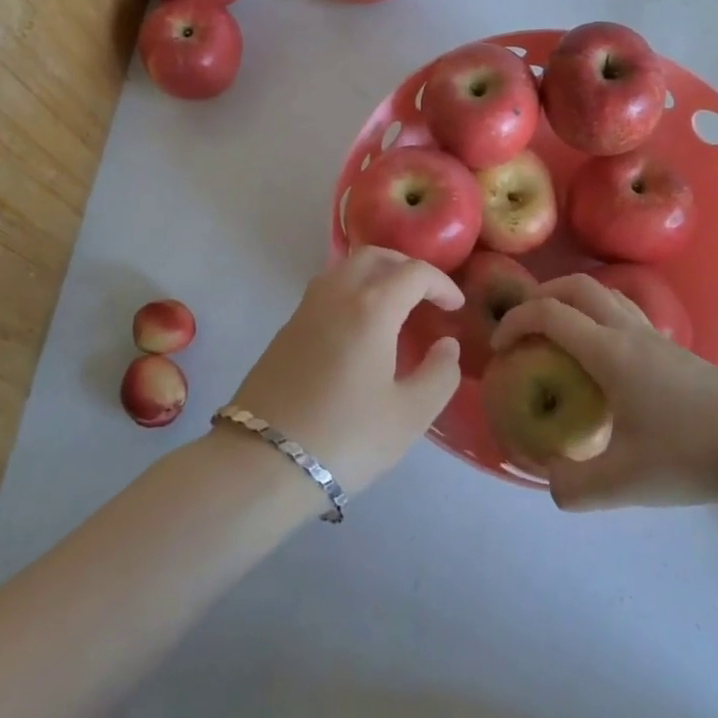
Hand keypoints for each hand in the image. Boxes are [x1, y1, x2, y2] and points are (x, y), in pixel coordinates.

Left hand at [224, 247, 463, 497]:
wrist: (262, 461)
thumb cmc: (345, 437)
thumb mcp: (409, 415)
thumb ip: (439, 375)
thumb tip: (447, 346)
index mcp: (372, 307)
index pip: (414, 273)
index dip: (441, 284)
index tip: (455, 307)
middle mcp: (337, 294)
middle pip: (374, 256)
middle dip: (406, 266)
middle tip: (426, 293)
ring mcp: (306, 309)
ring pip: (345, 268)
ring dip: (375, 274)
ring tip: (394, 305)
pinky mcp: (286, 329)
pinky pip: (326, 290)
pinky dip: (351, 291)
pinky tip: (359, 328)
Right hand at [491, 273, 717, 510]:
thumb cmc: (689, 456)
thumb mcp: (621, 482)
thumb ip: (573, 485)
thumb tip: (547, 479)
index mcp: (608, 351)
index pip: (548, 313)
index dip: (514, 322)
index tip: (499, 348)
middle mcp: (629, 331)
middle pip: (576, 286)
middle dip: (541, 297)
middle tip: (525, 328)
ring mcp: (657, 336)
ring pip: (606, 293)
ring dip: (573, 301)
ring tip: (561, 336)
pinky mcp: (677, 350)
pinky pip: (627, 313)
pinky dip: (601, 317)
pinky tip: (606, 359)